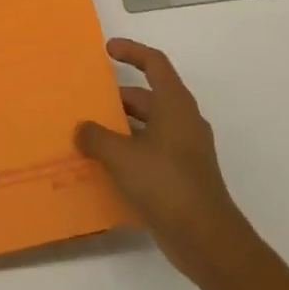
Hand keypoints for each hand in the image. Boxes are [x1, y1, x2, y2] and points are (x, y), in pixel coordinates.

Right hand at [76, 39, 254, 288]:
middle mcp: (183, 120)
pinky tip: (105, 167)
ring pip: (149, 126)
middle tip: (87, 102)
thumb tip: (81, 128)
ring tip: (89, 134)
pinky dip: (130, 152)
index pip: (154, 63)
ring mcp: (186, 150)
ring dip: (121, 128)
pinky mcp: (183, 176)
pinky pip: (151, 152)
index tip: (107, 50)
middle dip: (117, 98)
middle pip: (148, 96)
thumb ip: (96, 137)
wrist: (207, 239)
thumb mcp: (121, 156)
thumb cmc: (165, 183)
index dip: (131, 51)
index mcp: (174, 104)